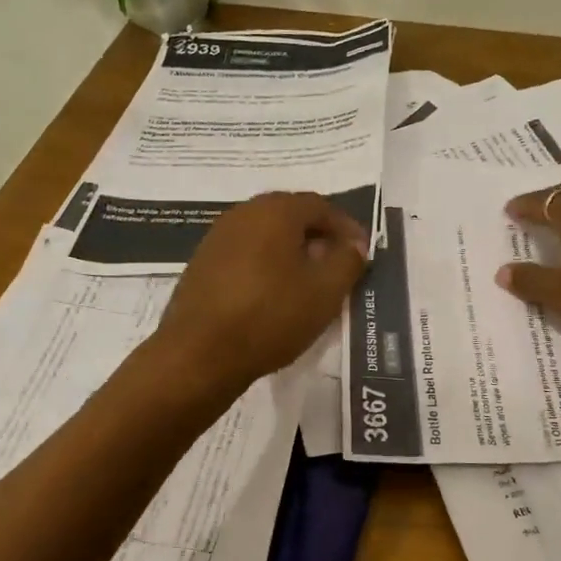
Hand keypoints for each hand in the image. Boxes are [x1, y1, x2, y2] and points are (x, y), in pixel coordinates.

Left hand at [152, 191, 368, 391]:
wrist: (199, 354)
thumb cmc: (270, 316)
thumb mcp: (325, 292)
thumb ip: (348, 261)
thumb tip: (354, 245)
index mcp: (275, 211)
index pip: (320, 206)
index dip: (346, 227)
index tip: (361, 252)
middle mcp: (243, 214)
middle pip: (290, 216)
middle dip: (318, 237)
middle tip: (337, 264)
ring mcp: (217, 238)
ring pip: (266, 236)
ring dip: (291, 252)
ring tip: (308, 283)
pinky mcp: (201, 265)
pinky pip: (245, 254)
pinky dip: (266, 266)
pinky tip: (273, 295)